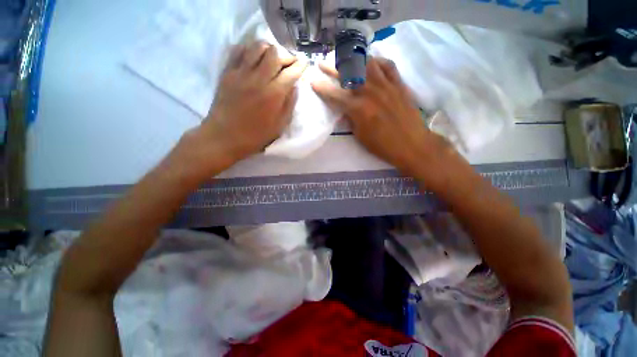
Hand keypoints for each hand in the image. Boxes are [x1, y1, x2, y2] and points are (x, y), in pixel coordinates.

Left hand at [184, 42, 306, 170]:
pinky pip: (239, 50)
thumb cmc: (255, 136)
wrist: (224, 137)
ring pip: (257, 47)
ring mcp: (241, 73)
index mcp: (273, 95)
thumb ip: (289, 105)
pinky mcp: (227, 72)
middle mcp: (258, 79)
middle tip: (290, 62)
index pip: (291, 72)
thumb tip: (294, 87)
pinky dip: (250, 49)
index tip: (305, 63)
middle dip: (287, 55)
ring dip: (270, 48)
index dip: (301, 65)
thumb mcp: (279, 126)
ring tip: (273, 57)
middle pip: (276, 53)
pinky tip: (255, 57)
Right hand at [312, 58, 451, 175]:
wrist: (411, 144)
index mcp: (358, 108)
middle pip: (348, 74)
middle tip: (323, 64)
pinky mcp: (399, 84)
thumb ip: (351, 119)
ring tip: (347, 60)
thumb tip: (346, 108)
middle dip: (332, 68)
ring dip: (354, 60)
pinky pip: (388, 66)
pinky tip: (373, 63)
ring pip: (368, 63)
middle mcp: (370, 92)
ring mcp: (386, 85)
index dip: (322, 88)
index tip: (313, 82)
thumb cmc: (382, 145)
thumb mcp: (360, 136)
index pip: (335, 95)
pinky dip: (378, 62)